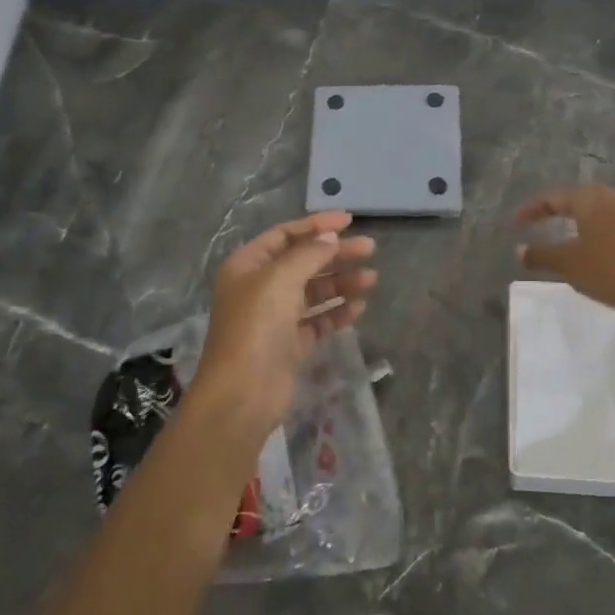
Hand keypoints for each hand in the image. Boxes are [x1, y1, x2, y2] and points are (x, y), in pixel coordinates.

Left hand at [194, 211, 376, 435]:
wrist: (243, 393)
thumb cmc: (256, 326)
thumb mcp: (281, 278)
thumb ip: (309, 253)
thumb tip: (331, 237)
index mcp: (247, 266)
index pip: (285, 235)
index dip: (316, 225)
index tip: (349, 221)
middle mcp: (259, 288)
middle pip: (303, 262)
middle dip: (336, 254)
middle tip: (369, 249)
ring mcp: (275, 317)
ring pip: (314, 291)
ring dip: (341, 283)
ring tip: (372, 280)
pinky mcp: (290, 344)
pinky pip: (318, 320)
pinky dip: (337, 312)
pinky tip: (359, 307)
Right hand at [515, 184, 614, 319]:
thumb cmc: (611, 271)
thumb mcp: (569, 265)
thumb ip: (541, 254)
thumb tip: (520, 249)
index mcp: (591, 198)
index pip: (554, 197)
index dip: (532, 209)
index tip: (517, 222)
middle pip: (581, 198)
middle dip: (560, 210)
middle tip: (543, 223)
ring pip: (603, 210)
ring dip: (584, 220)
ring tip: (570, 237)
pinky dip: (604, 232)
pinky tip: (601, 249)